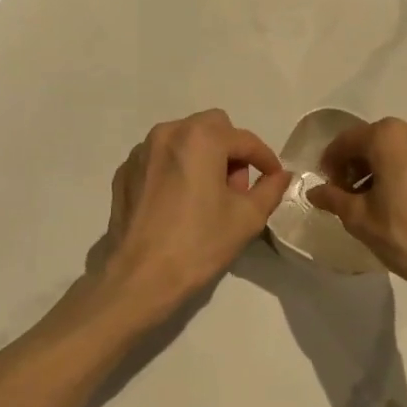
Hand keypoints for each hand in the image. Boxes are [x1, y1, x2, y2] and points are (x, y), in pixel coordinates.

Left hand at [97, 109, 290, 325]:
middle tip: (236, 188)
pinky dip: (175, 169)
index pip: (245, 140)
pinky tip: (178, 202)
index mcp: (201, 138)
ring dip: (202, 157)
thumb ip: (270, 189)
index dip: (265, 159)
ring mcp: (142, 151)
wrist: (140, 277)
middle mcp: (169, 132)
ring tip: (206, 196)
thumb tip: (281, 175)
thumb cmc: (198, 244)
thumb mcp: (247, 218)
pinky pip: (160, 158)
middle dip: (230, 151)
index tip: (275, 178)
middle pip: (212, 128)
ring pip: (184, 139)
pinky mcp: (125, 171)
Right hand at [307, 115, 406, 303]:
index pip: (346, 141)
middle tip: (348, 196)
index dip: (331, 163)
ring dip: (383, 168)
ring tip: (376, 202)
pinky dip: (406, 171)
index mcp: (388, 135)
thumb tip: (315, 192)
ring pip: (400, 149)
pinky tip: (403, 201)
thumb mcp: (361, 219)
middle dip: (358, 165)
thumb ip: (334, 199)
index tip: (327, 188)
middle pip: (375, 141)